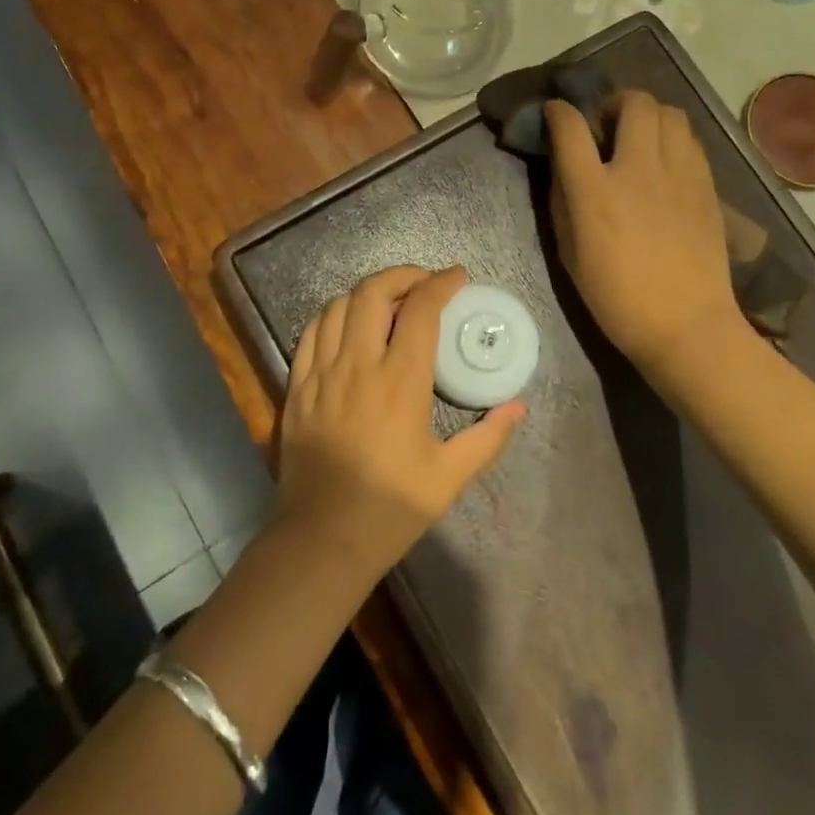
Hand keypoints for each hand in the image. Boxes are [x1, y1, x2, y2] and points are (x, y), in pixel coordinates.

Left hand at [272, 265, 524, 577]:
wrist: (321, 539)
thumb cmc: (389, 508)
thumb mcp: (449, 477)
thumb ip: (487, 437)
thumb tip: (518, 406)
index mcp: (400, 382)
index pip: (421, 310)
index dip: (440, 283)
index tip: (457, 277)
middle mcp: (358, 365)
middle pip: (373, 292)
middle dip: (401, 275)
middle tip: (423, 283)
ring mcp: (321, 373)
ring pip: (338, 305)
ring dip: (367, 292)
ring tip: (388, 301)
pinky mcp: (296, 386)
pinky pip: (310, 332)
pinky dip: (333, 315)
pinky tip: (347, 324)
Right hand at [546, 90, 744, 373]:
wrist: (686, 325)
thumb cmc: (615, 297)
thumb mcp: (569, 252)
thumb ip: (563, 200)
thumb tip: (564, 166)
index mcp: (594, 191)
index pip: (570, 127)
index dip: (558, 112)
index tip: (555, 113)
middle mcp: (637, 169)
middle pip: (632, 103)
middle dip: (612, 102)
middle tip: (605, 125)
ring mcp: (678, 174)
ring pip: (669, 113)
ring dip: (647, 115)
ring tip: (638, 138)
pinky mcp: (706, 184)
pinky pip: (689, 139)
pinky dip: (671, 137)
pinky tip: (664, 161)